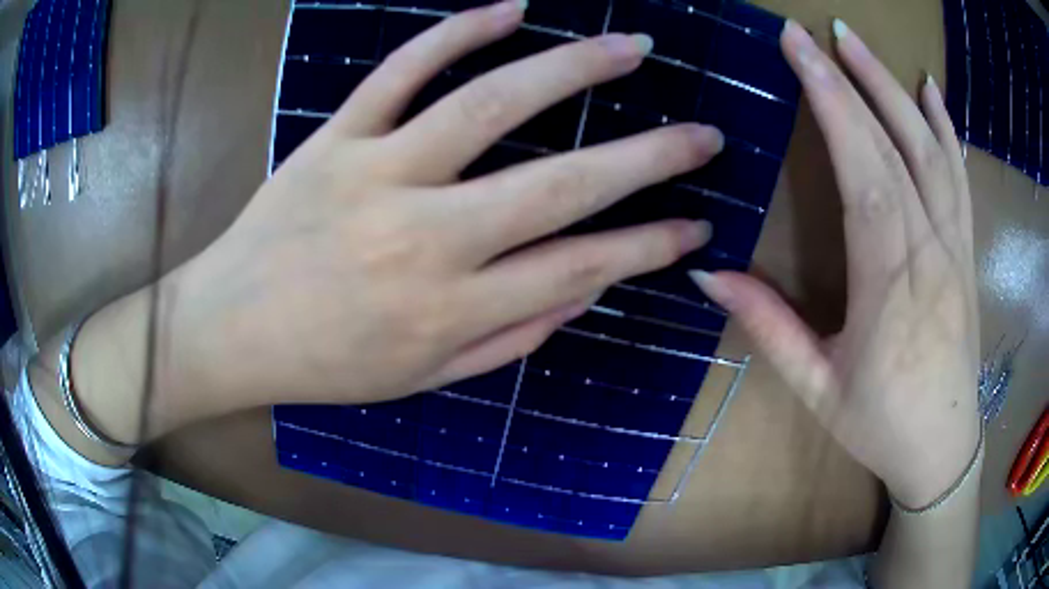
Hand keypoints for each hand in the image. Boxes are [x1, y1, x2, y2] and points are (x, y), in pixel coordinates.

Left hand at [167, 1, 722, 409]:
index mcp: (450, 310)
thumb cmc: (327, 364)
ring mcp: (376, 174)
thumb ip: (511, 339)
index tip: (696, 224)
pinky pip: (403, 69)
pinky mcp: (335, 137)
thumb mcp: (425, 378)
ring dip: (573, 69)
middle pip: (561, 184)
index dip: (650, 246)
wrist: (232, 329)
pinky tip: (512, 9)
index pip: (581, 268)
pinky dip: (459, 31)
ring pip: (490, 103)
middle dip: (649, 158)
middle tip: (702, 134)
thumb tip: (583, 289)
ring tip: (631, 48)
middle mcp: (424, 238)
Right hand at [693, 20, 980, 508]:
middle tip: (817, 31)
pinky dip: (945, 128)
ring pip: (930, 152)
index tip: (799, 51)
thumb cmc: (881, 425)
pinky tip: (931, 92)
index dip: (833, 105)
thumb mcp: (819, 390)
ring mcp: (954, 248)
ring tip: (860, 44)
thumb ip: (771, 329)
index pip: (864, 174)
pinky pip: (959, 178)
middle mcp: (930, 254)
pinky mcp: (966, 251)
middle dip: (854, 81)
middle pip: (896, 149)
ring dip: (895, 90)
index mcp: (891, 287)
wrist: (943, 448)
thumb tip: (709, 276)